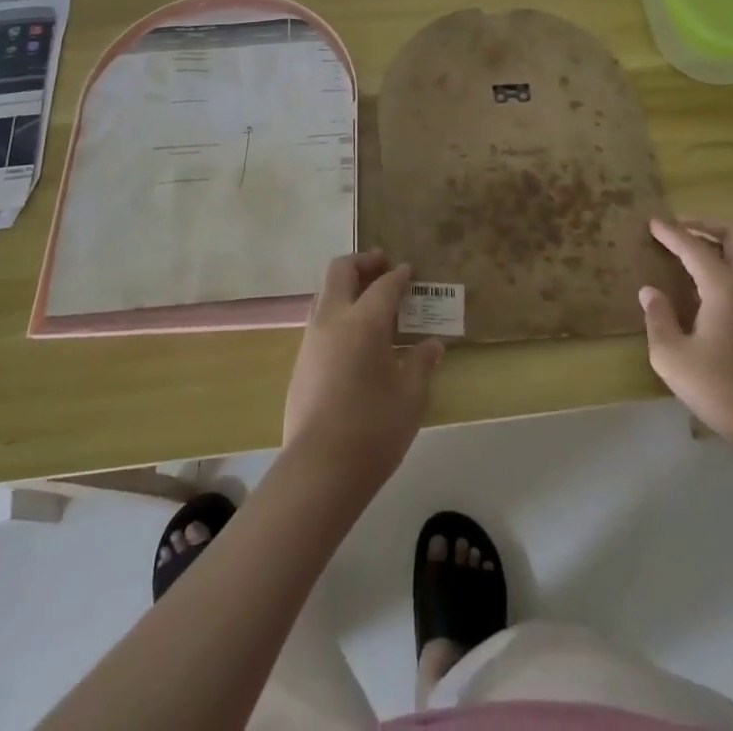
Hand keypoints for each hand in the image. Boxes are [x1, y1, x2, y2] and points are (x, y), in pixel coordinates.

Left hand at [283, 252, 443, 498]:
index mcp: (363, 321)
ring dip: (346, 287)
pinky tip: (354, 339)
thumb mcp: (410, 397)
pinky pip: (319, 322)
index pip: (384, 285)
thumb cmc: (373, 429)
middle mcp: (332, 320)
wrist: (319, 470)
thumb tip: (432, 344)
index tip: (409, 271)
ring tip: (369, 301)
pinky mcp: (300, 364)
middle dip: (362, 262)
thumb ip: (420, 363)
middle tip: (383, 265)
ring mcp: (311, 341)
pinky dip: (337, 314)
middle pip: (340, 271)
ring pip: (324, 295)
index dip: (399, 276)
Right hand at [640, 218, 732, 456]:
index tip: (652, 222)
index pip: (695, 247)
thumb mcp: (672, 357)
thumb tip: (650, 291)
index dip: (671, 233)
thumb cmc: (721, 390)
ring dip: (726, 241)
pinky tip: (715, 281)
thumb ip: (658, 318)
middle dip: (707, 225)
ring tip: (699, 249)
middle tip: (680, 230)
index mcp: (725, 287)